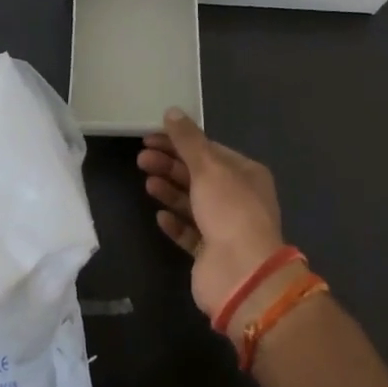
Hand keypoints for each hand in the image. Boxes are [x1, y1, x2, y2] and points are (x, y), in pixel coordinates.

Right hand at [138, 109, 286, 322]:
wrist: (242, 274)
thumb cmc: (229, 211)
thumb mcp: (208, 167)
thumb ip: (188, 140)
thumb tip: (172, 112)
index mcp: (246, 174)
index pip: (209, 150)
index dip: (180, 142)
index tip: (150, 137)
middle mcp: (239, 199)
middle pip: (199, 175)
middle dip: (170, 165)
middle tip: (141, 159)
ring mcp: (226, 228)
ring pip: (193, 203)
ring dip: (170, 190)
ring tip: (147, 182)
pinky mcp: (211, 254)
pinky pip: (190, 233)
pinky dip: (175, 222)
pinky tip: (159, 215)